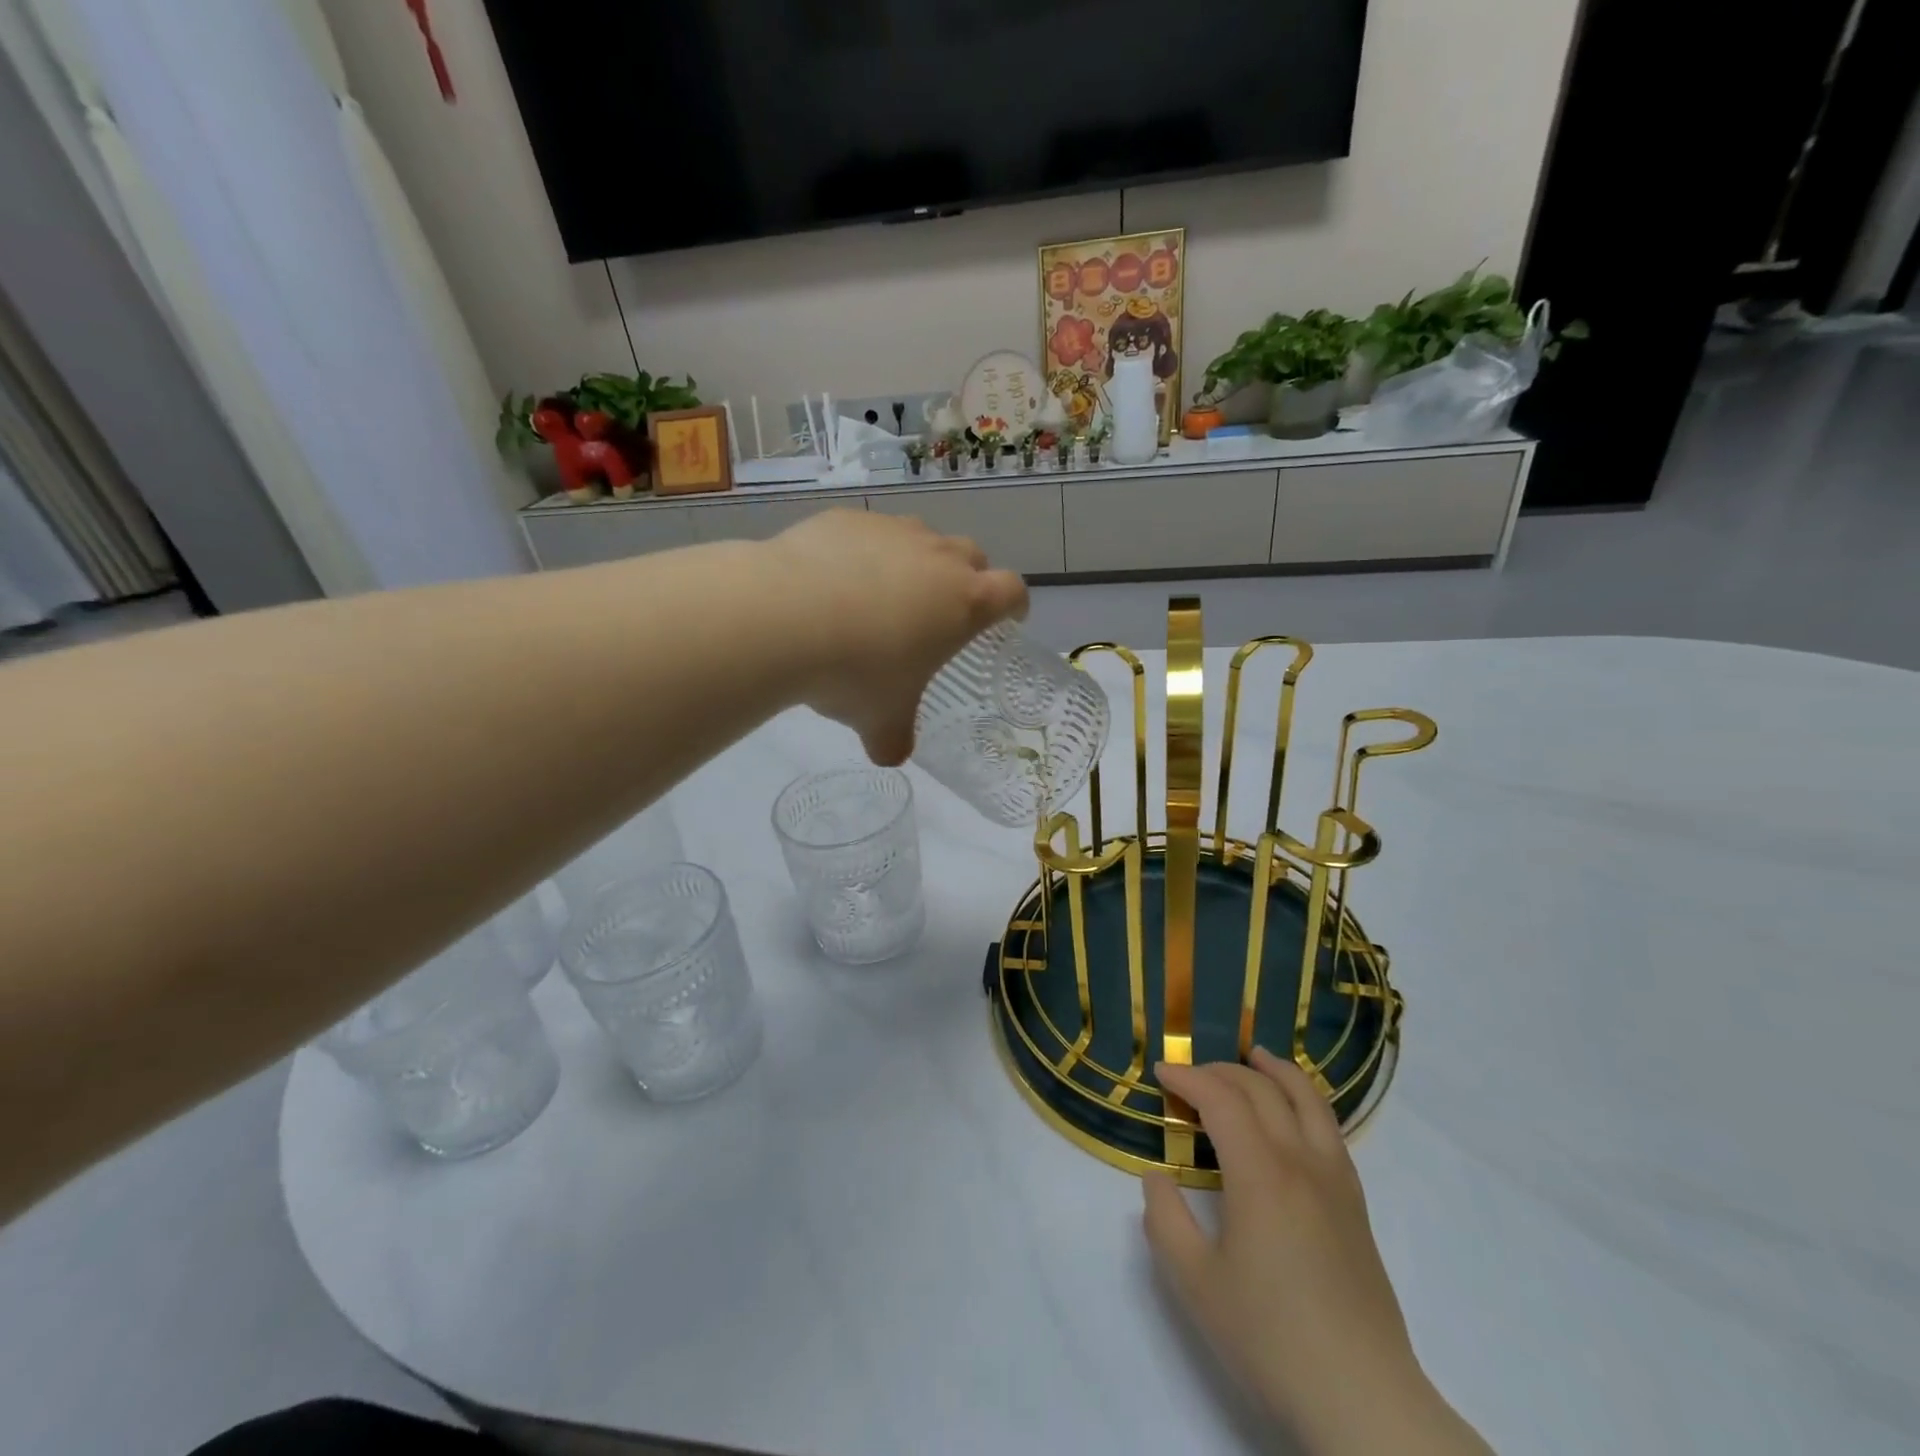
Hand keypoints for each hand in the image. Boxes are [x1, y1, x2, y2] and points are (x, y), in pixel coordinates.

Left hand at [765, 510, 1027, 764]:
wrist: (783, 617)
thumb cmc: (854, 672)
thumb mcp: (880, 719)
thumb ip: (894, 738)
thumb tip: (890, 754)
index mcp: (963, 602)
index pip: (1011, 591)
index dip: (1014, 605)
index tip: (1007, 619)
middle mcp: (936, 556)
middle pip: (971, 555)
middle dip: (967, 579)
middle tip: (943, 611)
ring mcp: (891, 531)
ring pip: (920, 537)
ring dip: (916, 561)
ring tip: (884, 594)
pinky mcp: (846, 520)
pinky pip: (868, 533)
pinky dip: (864, 552)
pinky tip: (834, 580)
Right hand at [1144, 1049, 1490, 1455]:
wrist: (1363, 1400)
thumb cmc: (1270, 1338)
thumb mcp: (1194, 1282)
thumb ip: (1165, 1219)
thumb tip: (1157, 1176)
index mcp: (1260, 1173)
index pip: (1221, 1099)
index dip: (1188, 1077)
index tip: (1161, 1072)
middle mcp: (1301, 1162)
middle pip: (1261, 1090)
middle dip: (1221, 1071)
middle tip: (1190, 1075)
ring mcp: (1336, 1181)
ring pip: (1308, 1100)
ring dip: (1276, 1071)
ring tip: (1256, 1056)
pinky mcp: (1356, 1205)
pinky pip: (1330, 1129)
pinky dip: (1307, 1100)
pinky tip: (1295, 1112)